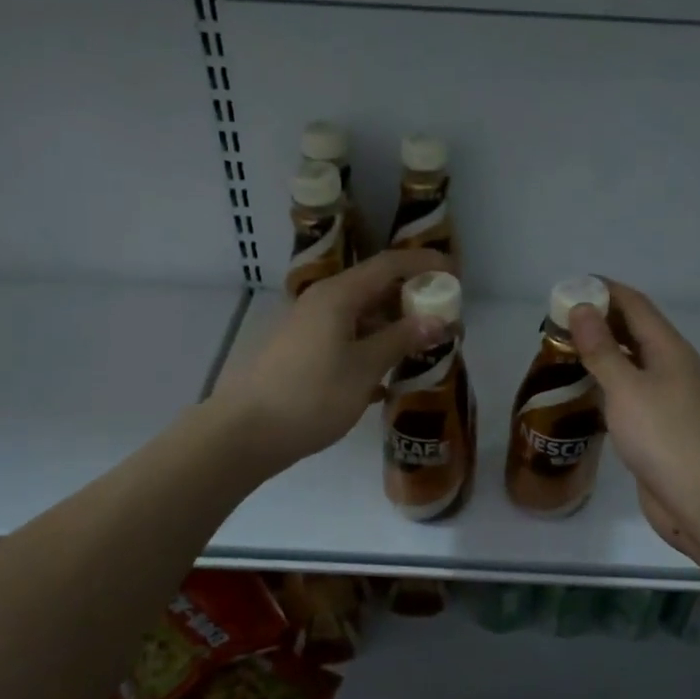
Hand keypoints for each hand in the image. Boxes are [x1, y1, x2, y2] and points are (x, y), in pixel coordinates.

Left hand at [213, 250, 449, 471]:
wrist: (244, 433)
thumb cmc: (310, 396)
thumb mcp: (364, 369)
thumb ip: (401, 340)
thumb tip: (437, 319)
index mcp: (337, 296)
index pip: (389, 265)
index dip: (424, 264)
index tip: (455, 274)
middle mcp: (321, 302)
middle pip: (374, 288)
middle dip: (411, 300)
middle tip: (443, 319)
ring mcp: (308, 327)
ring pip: (360, 317)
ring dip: (392, 328)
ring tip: (420, 350)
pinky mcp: (301, 353)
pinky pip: (345, 339)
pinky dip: (370, 348)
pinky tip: (386, 378)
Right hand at [570, 283, 699, 568]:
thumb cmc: (665, 437)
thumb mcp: (627, 388)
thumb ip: (602, 349)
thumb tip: (583, 308)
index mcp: (670, 349)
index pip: (635, 304)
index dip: (604, 290)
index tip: (567, 288)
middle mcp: (672, 368)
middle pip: (634, 331)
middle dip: (598, 321)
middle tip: (556, 323)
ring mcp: (669, 399)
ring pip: (631, 364)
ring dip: (601, 354)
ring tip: (562, 353)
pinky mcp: (660, 428)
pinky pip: (630, 394)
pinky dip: (607, 385)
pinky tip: (583, 394)